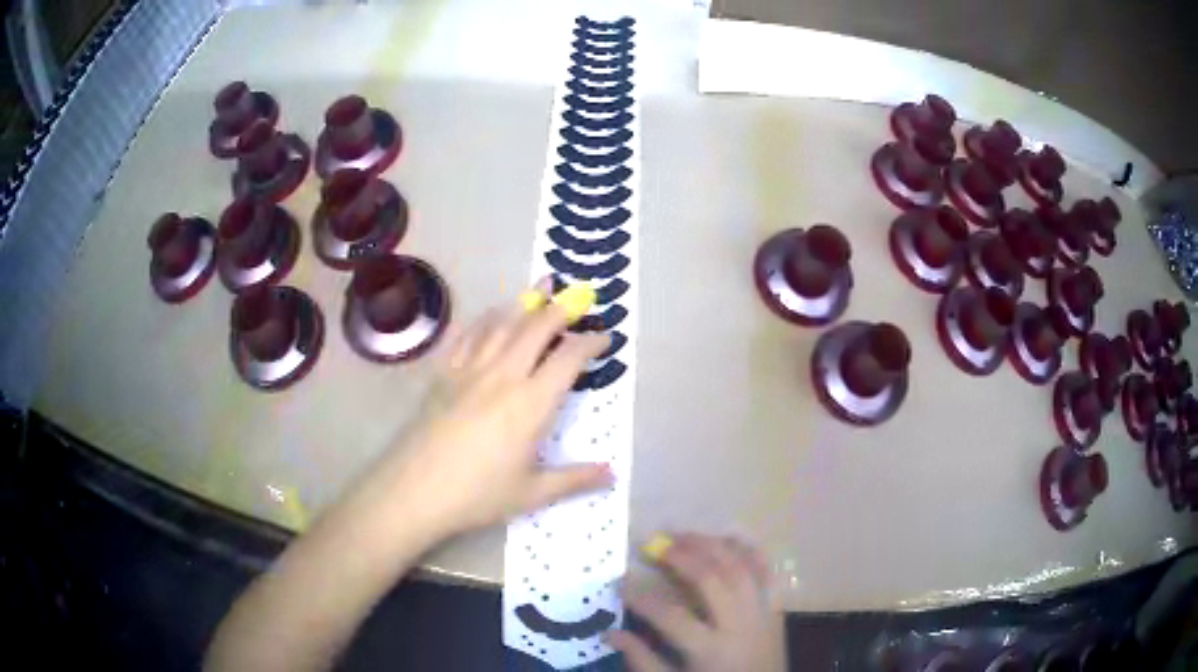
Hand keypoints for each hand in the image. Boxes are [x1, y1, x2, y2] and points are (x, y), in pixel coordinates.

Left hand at [396, 283, 613, 532]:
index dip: (590, 343)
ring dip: (524, 305)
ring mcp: (469, 371)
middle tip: (578, 298)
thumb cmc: (477, 495)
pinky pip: (467, 337)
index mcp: (531, 404)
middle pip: (535, 329)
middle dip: (560, 310)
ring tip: (539, 290)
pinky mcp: (443, 375)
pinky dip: (485, 320)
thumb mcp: (531, 493)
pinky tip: (491, 315)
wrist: (413, 491)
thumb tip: (611, 474)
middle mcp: (503, 376)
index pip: (568, 359)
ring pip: (501, 325)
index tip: (605, 338)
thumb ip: (574, 479)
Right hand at [609, 534, 786, 671]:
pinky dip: (750, 551)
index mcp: (710, 649)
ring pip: (740, 567)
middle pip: (711, 579)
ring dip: (712, 546)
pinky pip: (768, 571)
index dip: (642, 597)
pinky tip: (729, 538)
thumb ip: (643, 661)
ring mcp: (762, 612)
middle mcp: (739, 624)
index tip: (621, 582)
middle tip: (654, 544)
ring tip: (685, 535)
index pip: (671, 615)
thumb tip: (611, 633)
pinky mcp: (777, 607)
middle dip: (681, 557)